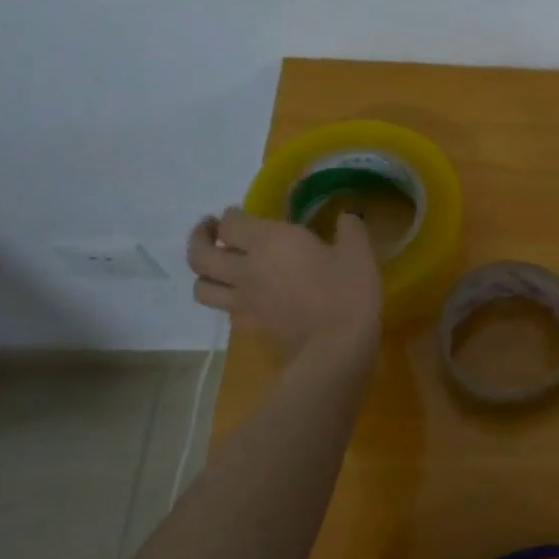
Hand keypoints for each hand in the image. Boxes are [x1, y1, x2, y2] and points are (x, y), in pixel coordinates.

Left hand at [187, 207, 380, 360]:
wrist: (336, 346)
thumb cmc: (347, 293)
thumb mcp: (358, 253)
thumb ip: (350, 229)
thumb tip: (347, 217)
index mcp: (270, 242)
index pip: (231, 222)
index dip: (230, 214)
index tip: (239, 211)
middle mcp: (246, 268)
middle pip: (199, 254)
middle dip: (199, 238)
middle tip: (211, 231)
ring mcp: (243, 300)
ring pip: (200, 286)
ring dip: (203, 273)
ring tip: (218, 266)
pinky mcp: (250, 324)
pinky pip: (223, 309)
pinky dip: (225, 299)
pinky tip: (242, 295)